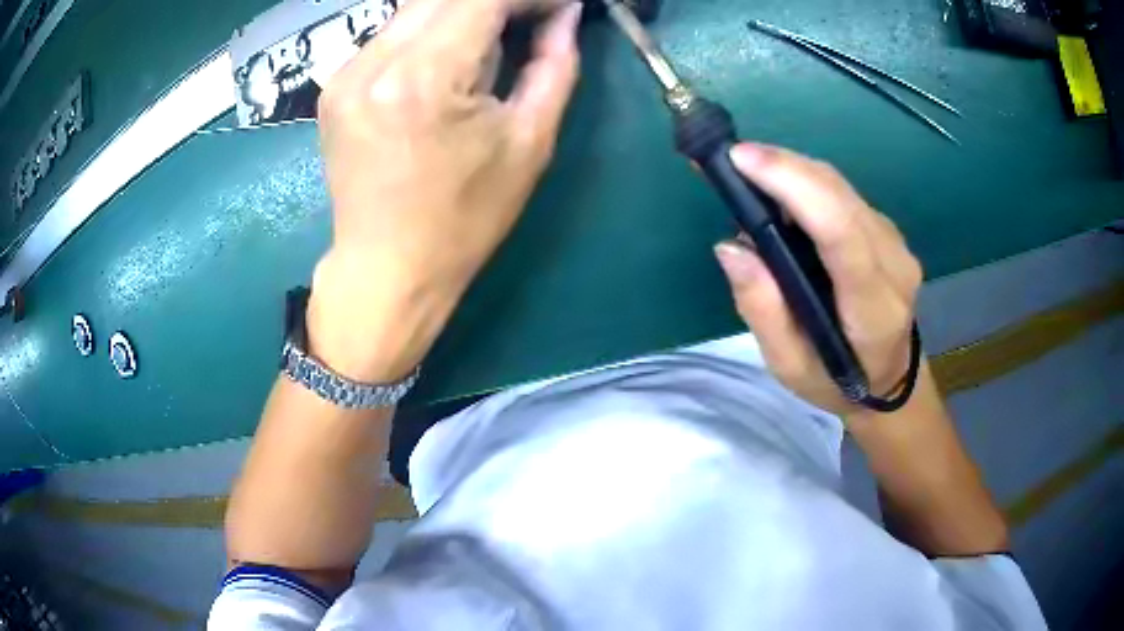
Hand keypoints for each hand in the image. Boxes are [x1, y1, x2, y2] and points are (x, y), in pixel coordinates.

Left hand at [308, 0, 582, 381]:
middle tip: (532, 19)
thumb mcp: (529, 143)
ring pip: (416, 8)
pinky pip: (391, 34)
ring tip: (497, 37)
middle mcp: (374, 62)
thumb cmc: (465, 219)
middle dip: (497, 0)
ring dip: (464, 10)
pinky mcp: (334, 85)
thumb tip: (565, 17)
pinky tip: (450, 56)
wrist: (388, 268)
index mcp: (425, 78)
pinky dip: (430, 30)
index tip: (559, 7)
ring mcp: (346, 72)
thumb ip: (553, 65)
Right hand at [714, 144, 923, 415]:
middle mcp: (894, 263)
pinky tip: (780, 188)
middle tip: (731, 158)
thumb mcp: (790, 366)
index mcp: (873, 308)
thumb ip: (763, 310)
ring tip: (748, 170)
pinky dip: (806, 182)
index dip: (793, 186)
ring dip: (792, 169)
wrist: (890, 378)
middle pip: (839, 195)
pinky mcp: (888, 231)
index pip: (840, 232)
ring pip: (840, 187)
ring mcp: (895, 242)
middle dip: (783, 165)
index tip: (741, 160)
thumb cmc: (837, 381)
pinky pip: (843, 193)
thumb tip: (731, 247)